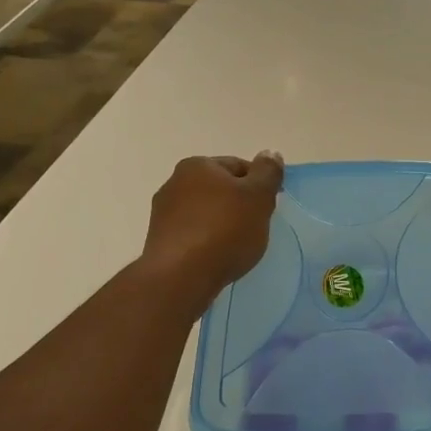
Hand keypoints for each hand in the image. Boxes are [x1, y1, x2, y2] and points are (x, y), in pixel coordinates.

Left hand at [141, 153, 284, 314]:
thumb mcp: (258, 198)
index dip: (260, 185)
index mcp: (197, 165)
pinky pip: (193, 235)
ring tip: (237, 247)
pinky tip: (217, 258)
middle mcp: (174, 182)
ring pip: (206, 213)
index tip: (269, 208)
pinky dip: (207, 242)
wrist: (181, 276)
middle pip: (220, 189)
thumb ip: (268, 173)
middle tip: (257, 227)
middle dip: (240, 205)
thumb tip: (270, 153)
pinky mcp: (160, 241)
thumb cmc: (225, 230)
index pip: (239, 167)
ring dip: (222, 224)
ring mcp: (163, 213)